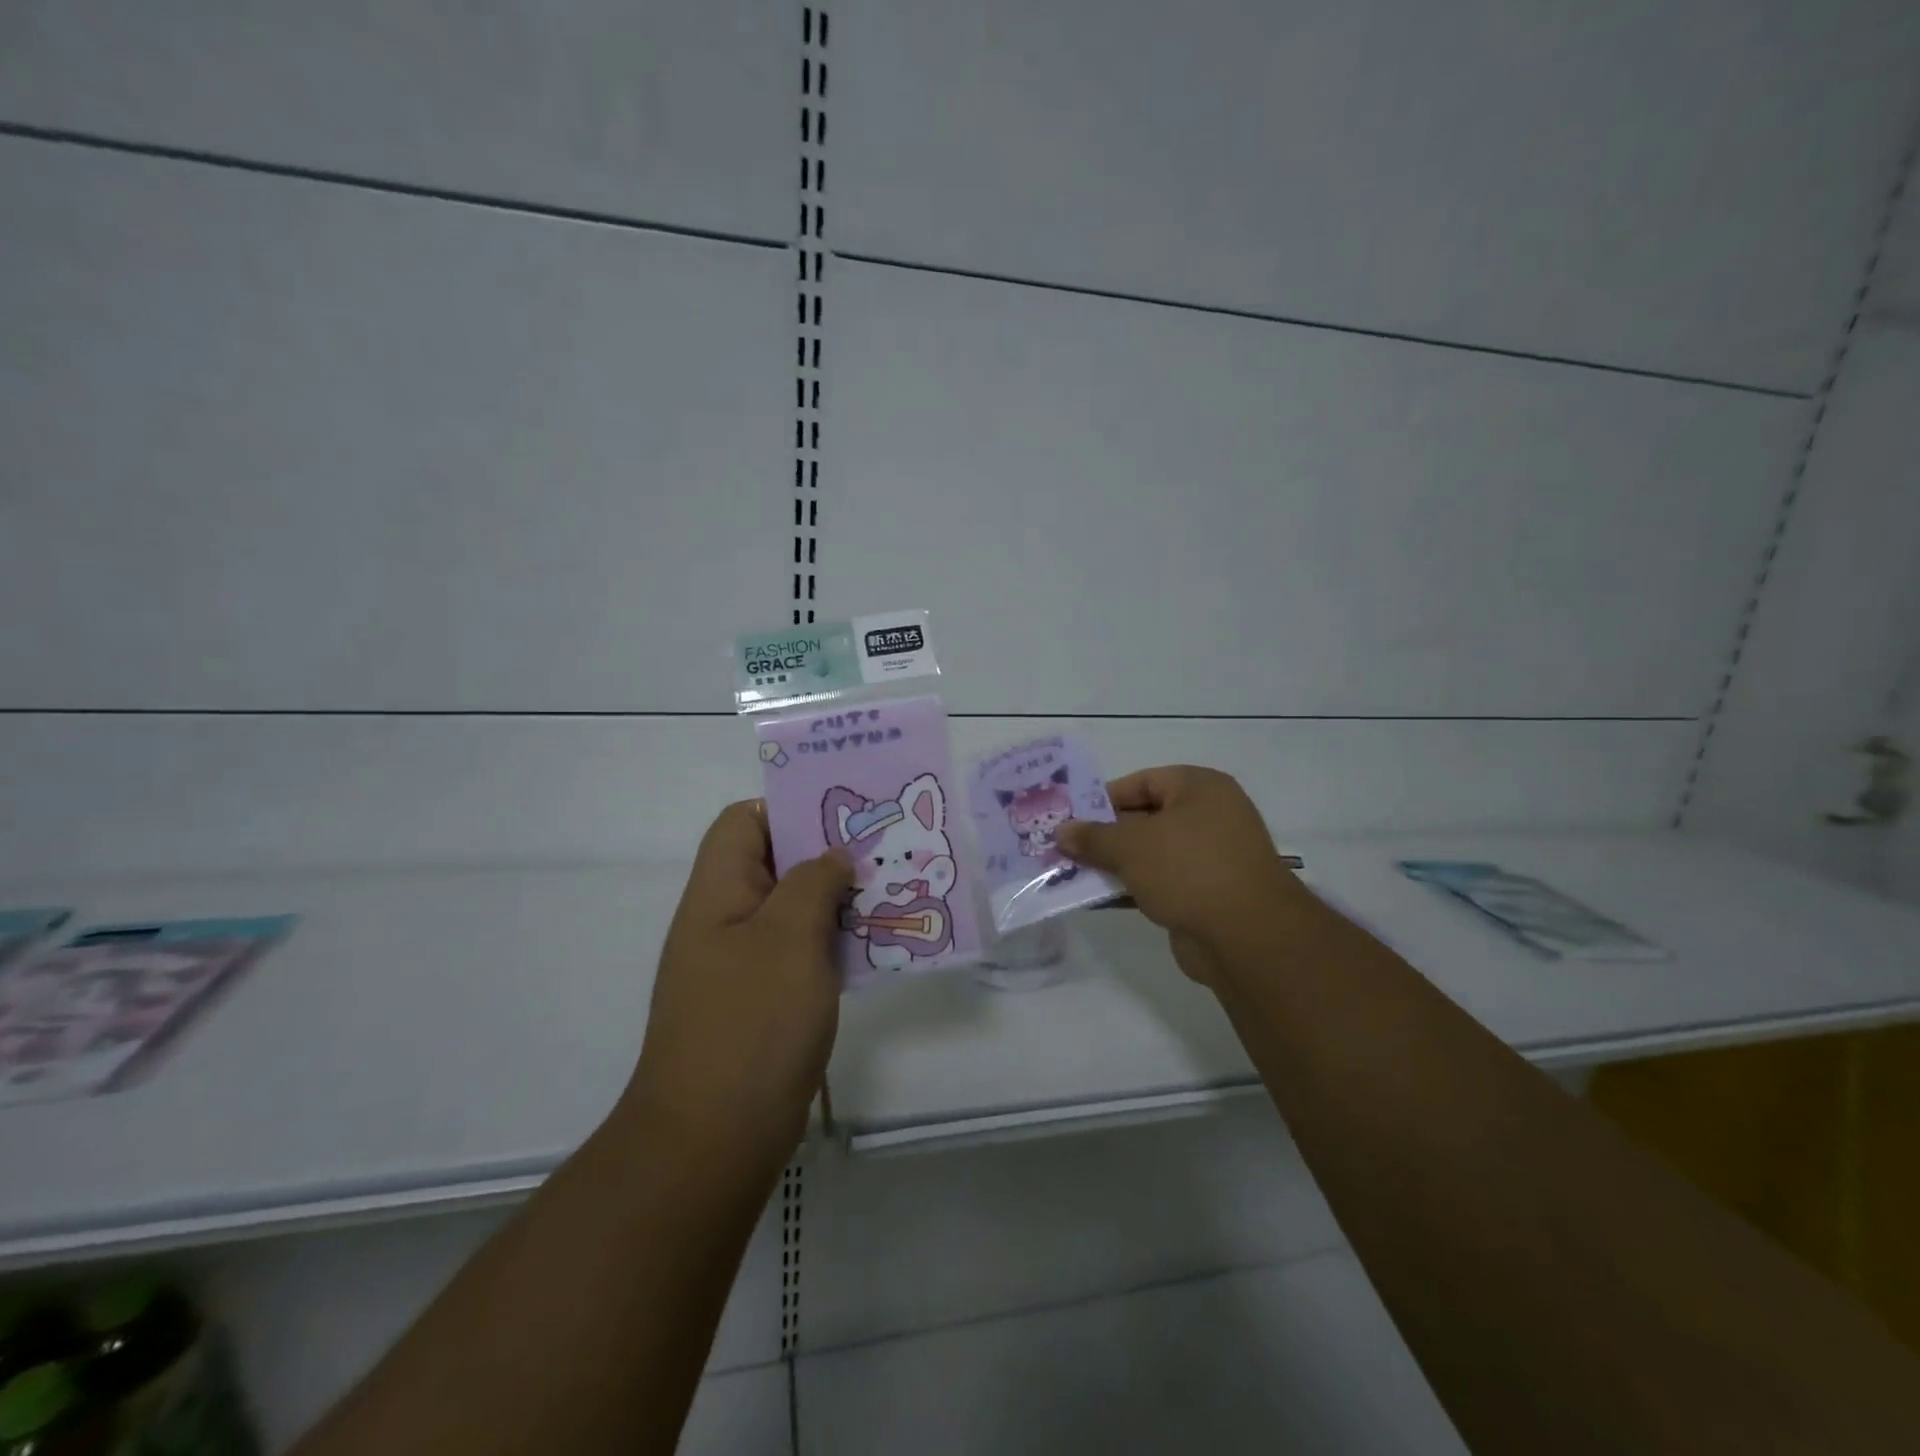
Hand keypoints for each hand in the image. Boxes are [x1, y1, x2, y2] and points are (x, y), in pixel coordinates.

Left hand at [620, 801, 850, 1177]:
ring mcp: (742, 966)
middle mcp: (725, 922)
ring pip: (794, 911)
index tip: (843, 816)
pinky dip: (834, 944)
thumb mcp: (789, 938)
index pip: (743, 822)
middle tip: (882, 852)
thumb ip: (814, 882)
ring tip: (891, 894)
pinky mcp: (763, 1003)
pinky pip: (801, 954)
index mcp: (718, 894)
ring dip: (837, 901)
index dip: (788, 808)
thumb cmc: (751, 1024)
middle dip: (827, 853)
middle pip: (774, 864)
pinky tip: (876, 948)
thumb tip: (833, 857)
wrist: (714, 1139)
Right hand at [1056, 766, 1312, 987]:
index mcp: (1200, 788)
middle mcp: (1210, 816)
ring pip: (1151, 853)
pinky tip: (1097, 898)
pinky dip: (1132, 887)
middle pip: (1145, 818)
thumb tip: (1061, 831)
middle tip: (1065, 845)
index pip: (1142, 782)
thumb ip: (1093, 837)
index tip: (1071, 816)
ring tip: (1071, 872)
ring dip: (1114, 864)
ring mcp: (1211, 857)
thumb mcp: (1131, 846)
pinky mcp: (1207, 893)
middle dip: (1105, 834)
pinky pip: (1160, 882)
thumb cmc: (1188, 869)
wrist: (1247, 936)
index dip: (1103, 797)